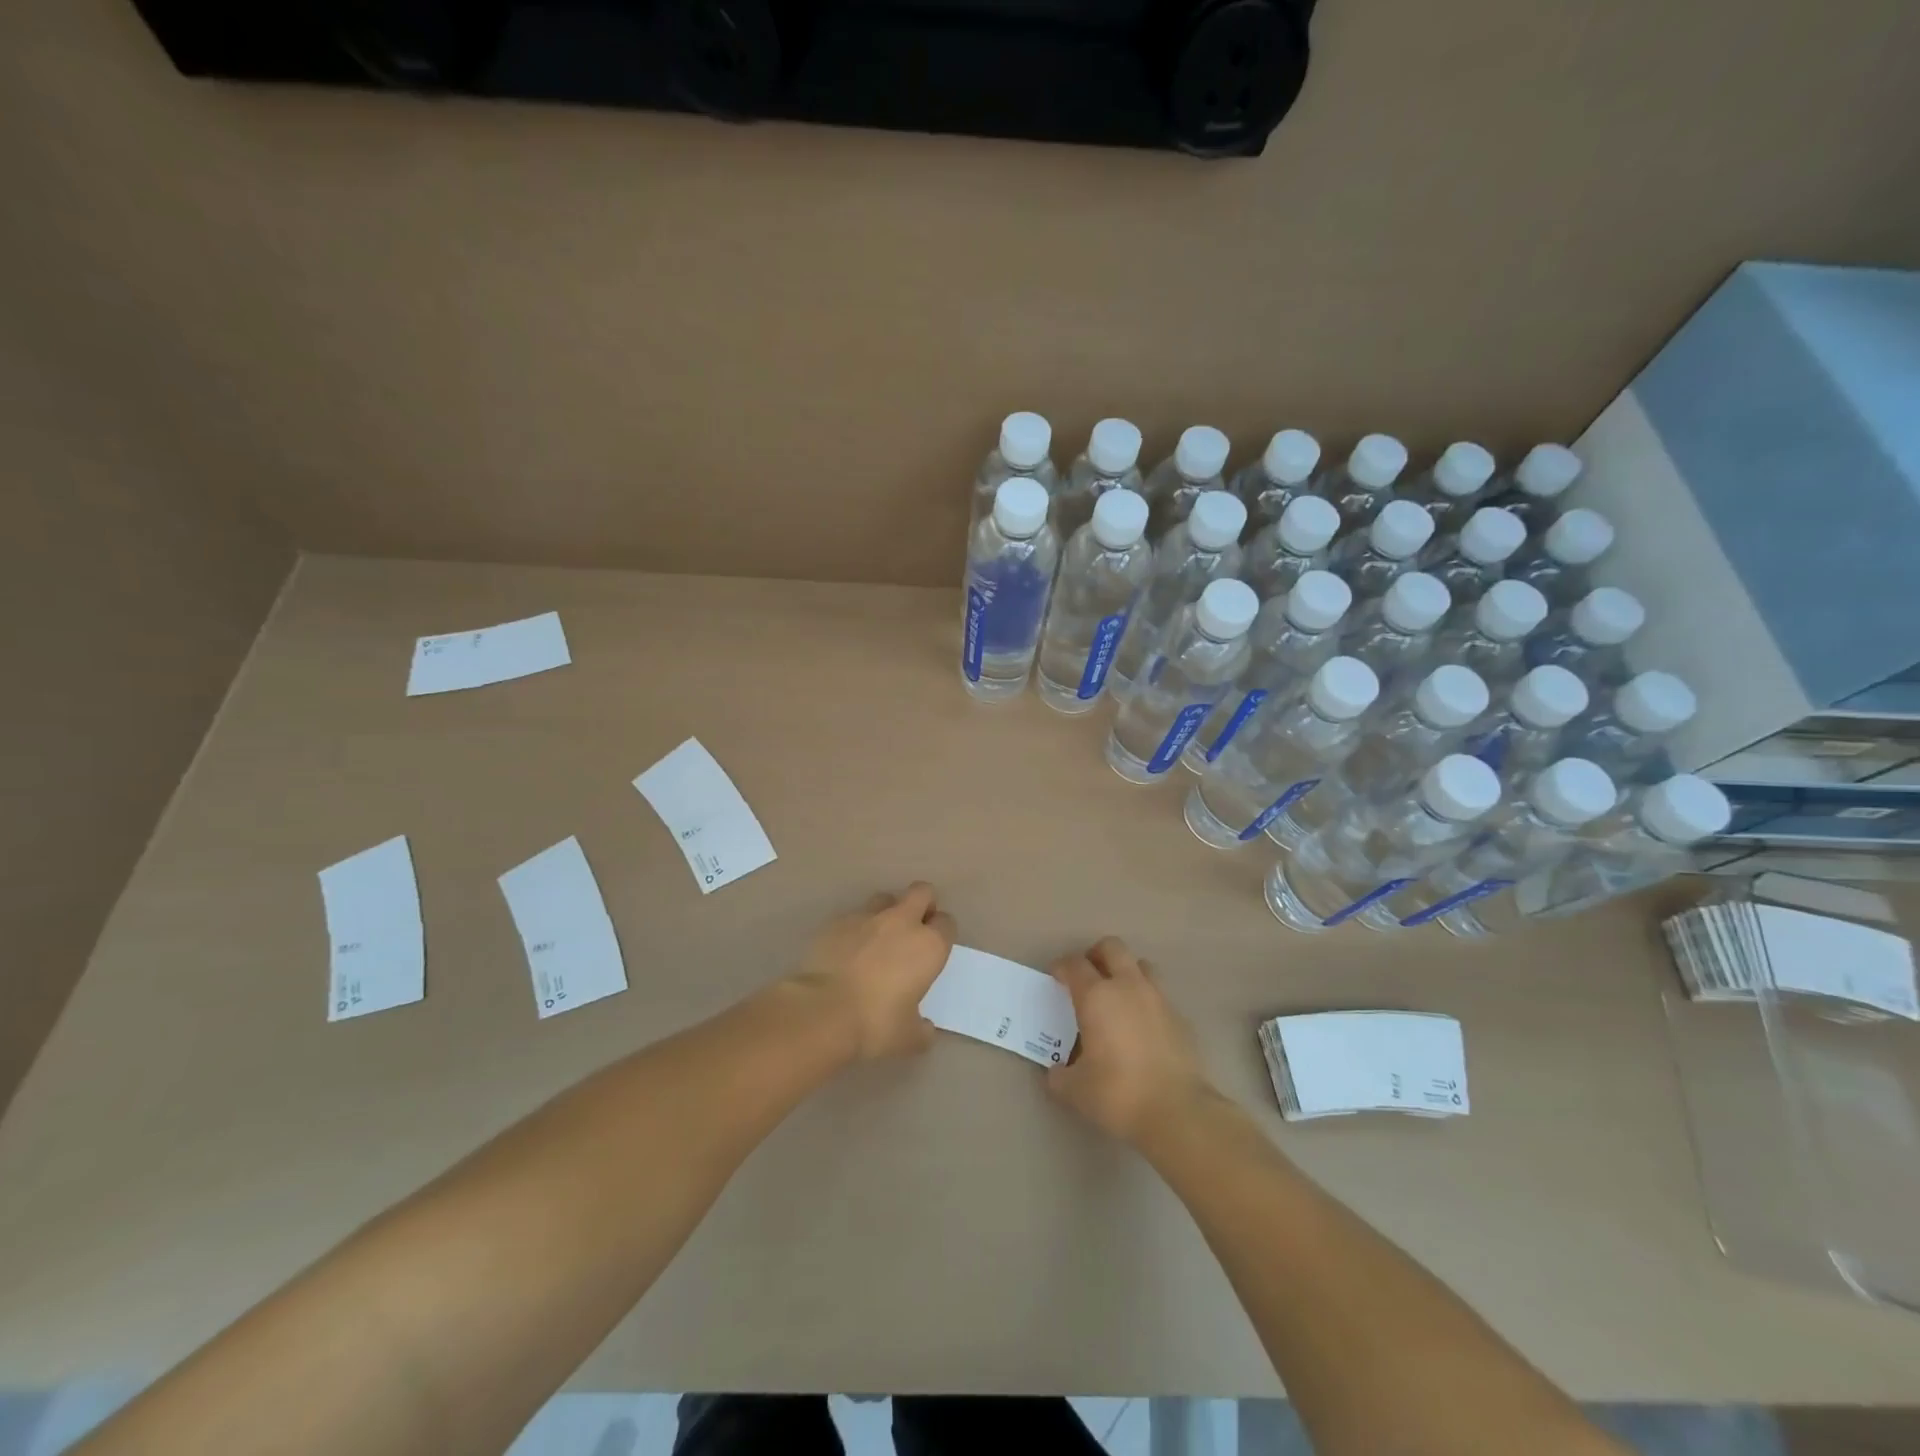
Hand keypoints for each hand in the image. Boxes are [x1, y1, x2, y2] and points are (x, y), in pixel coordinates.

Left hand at [795, 882, 956, 1059]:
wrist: (822, 1011)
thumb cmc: (875, 1024)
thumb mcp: (909, 1038)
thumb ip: (922, 1030)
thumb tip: (925, 1029)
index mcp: (928, 946)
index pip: (947, 923)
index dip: (942, 933)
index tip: (934, 948)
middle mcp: (902, 922)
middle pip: (922, 892)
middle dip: (922, 904)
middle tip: (914, 927)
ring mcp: (867, 917)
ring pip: (885, 898)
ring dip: (888, 912)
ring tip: (878, 938)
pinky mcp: (837, 922)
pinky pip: (853, 917)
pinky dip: (855, 929)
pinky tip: (847, 951)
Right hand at [1046, 937, 1212, 1143]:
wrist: (1177, 1111)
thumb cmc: (1118, 1093)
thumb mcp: (1075, 1090)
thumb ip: (1059, 1076)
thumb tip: (1056, 1072)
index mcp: (1096, 996)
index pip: (1074, 965)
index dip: (1061, 967)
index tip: (1056, 979)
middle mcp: (1127, 986)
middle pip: (1112, 947)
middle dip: (1096, 955)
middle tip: (1087, 976)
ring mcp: (1158, 998)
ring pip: (1141, 965)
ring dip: (1126, 972)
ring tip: (1117, 996)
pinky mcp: (1180, 1017)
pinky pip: (1159, 995)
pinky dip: (1146, 1001)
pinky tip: (1141, 1026)